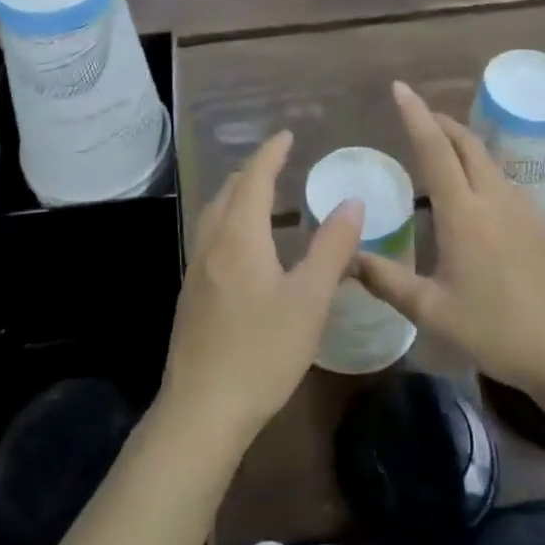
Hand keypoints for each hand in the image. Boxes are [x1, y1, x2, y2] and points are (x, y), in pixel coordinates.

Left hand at [160, 131, 364, 453]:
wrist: (202, 409)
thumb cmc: (262, 351)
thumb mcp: (310, 300)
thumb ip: (332, 248)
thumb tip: (352, 201)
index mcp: (240, 236)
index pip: (255, 178)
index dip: (271, 153)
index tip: (286, 135)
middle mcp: (212, 242)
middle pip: (229, 191)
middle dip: (253, 169)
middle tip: (278, 160)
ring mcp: (197, 268)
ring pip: (215, 213)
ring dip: (237, 193)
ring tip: (260, 193)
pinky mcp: (192, 293)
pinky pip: (210, 234)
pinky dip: (228, 218)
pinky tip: (242, 242)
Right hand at [356, 82, 544, 402]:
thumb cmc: (496, 331)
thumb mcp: (432, 312)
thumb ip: (387, 281)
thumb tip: (348, 259)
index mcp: (464, 213)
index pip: (434, 150)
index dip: (416, 115)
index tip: (400, 88)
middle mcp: (494, 199)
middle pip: (466, 144)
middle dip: (441, 122)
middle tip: (418, 114)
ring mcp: (524, 209)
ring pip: (488, 160)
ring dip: (462, 144)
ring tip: (441, 149)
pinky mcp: (542, 223)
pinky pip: (504, 181)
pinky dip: (481, 169)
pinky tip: (476, 193)